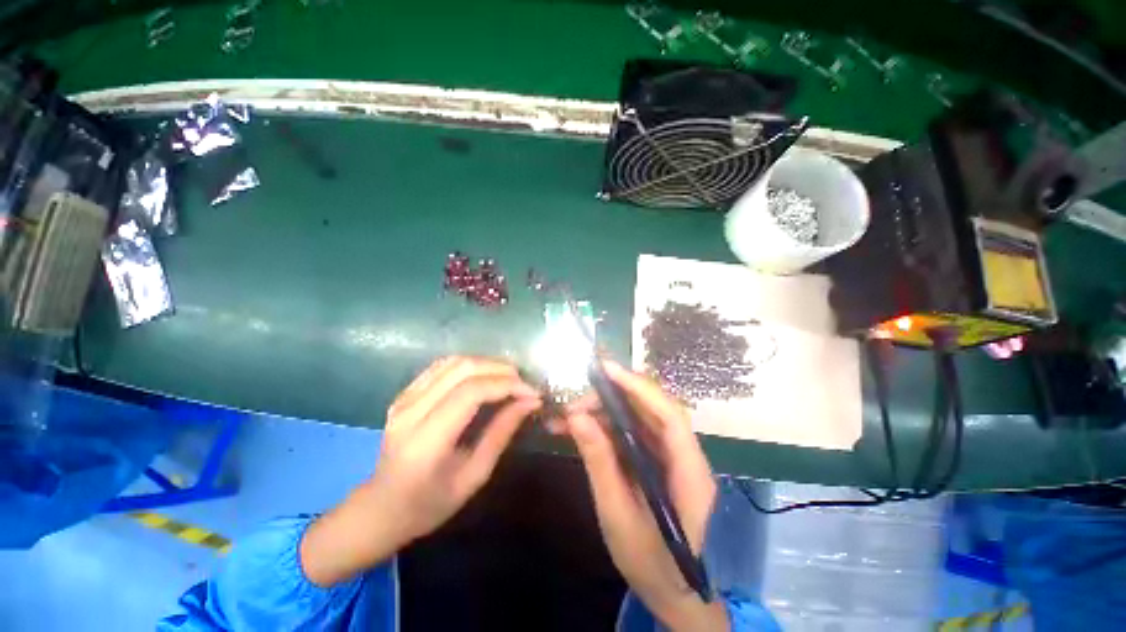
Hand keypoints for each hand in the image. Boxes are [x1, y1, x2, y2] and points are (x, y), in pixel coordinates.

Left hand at [301, 357, 540, 585]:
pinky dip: (470, 364)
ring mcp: (404, 398)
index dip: (506, 385)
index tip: (532, 392)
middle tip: (524, 383)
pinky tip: (485, 376)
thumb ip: (501, 433)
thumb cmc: (430, 504)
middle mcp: (410, 411)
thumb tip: (529, 402)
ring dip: (487, 363)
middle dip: (501, 369)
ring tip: (510, 377)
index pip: (471, 393)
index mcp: (425, 441)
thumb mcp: (474, 476)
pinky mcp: (404, 393)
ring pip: (453, 361)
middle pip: (463, 369)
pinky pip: (442, 366)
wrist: (381, 508)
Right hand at [560, 361, 727, 630]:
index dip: (638, 387)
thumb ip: (600, 464)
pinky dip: (606, 426)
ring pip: (639, 418)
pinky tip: (581, 427)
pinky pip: (631, 433)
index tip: (606, 370)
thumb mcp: (618, 516)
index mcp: (689, 472)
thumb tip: (577, 417)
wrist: (674, 594)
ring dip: (605, 409)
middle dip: (614, 395)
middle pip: (652, 409)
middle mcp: (685, 455)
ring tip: (570, 411)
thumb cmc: (652, 564)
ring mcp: (670, 457)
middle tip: (576, 396)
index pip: (669, 414)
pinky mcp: (656, 461)